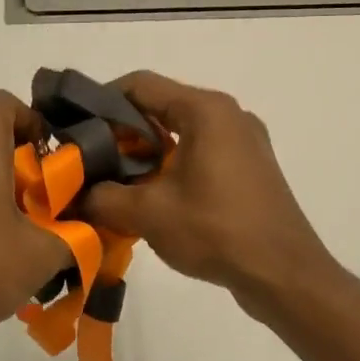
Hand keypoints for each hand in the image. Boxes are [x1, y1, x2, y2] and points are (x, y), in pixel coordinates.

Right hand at [77, 71, 338, 306]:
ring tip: (115, 182)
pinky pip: (201, 153)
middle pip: (161, 107)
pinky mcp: (251, 168)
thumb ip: (103, 196)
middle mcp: (228, 115)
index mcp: (205, 110)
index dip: (100, 100)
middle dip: (120, 132)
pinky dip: (172, 166)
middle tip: (89, 161)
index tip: (74, 127)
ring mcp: (244, 141)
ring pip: (181, 132)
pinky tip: (152, 198)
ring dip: (146, 153)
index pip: (140, 85)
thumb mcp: (148, 214)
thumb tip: (77, 194)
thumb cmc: (217, 231)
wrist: (285, 275)